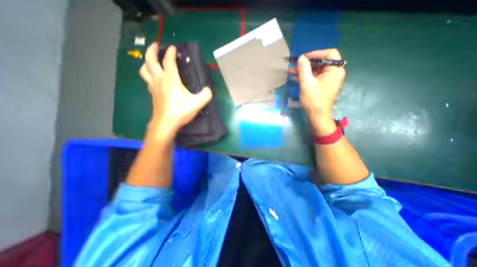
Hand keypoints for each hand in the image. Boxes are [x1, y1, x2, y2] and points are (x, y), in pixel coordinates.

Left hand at [139, 42, 210, 141]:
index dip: (170, 52)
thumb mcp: (197, 103)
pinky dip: (149, 75)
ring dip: (146, 62)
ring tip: (152, 61)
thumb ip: (206, 95)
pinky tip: (155, 79)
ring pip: (144, 70)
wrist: (166, 123)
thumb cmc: (180, 112)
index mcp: (170, 80)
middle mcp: (159, 80)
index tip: (173, 47)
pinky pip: (147, 80)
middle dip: (151, 50)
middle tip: (156, 45)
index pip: (168, 61)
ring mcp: (153, 87)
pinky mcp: (152, 94)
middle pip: (149, 61)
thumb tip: (208, 90)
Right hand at [289, 48, 344, 134]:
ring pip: (315, 70)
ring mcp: (327, 80)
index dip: (315, 53)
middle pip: (320, 62)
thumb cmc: (313, 100)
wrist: (317, 116)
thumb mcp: (307, 83)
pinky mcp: (322, 86)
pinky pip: (314, 77)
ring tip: (290, 71)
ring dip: (303, 71)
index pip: (329, 53)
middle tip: (293, 65)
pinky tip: (294, 78)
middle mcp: (333, 73)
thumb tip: (301, 57)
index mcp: (335, 70)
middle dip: (306, 63)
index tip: (303, 58)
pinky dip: (305, 77)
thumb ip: (303, 69)